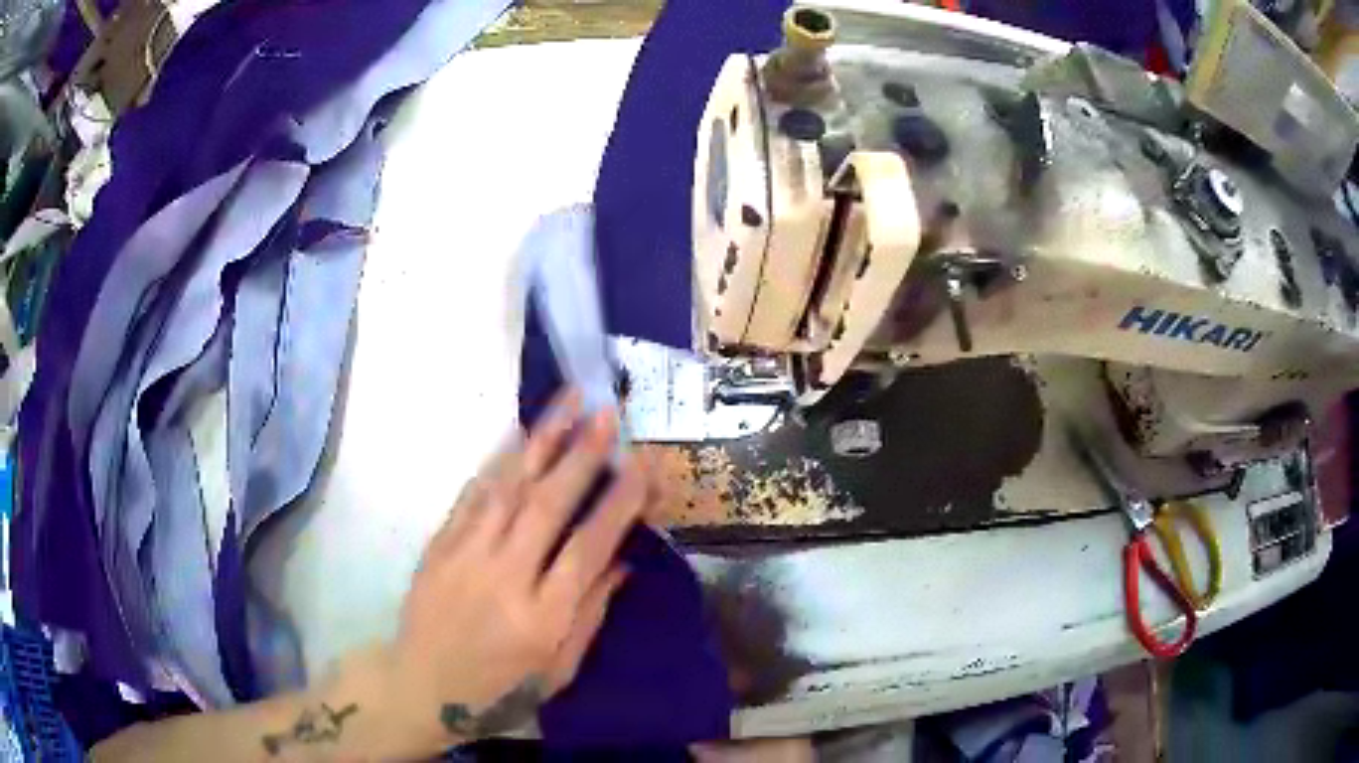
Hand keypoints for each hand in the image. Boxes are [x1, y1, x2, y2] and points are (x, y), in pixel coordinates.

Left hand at [385, 390, 648, 750]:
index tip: (644, 465)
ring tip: (567, 402)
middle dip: (581, 456)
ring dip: (540, 442)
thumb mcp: (559, 670)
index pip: (587, 549)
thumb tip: (621, 561)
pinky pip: (471, 495)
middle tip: (606, 413)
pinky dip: (498, 461)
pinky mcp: (438, 546)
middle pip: (547, 507)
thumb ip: (590, 614)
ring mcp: (465, 557)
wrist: (420, 686)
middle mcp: (503, 579)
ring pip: (506, 489)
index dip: (619, 503)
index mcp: (541, 619)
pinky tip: (517, 434)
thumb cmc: (499, 690)